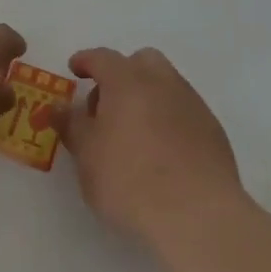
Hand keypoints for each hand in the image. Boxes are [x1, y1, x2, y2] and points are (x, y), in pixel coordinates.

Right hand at [57, 47, 251, 259]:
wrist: (197, 214)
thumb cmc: (130, 180)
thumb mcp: (87, 156)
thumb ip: (72, 125)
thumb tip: (59, 106)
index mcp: (128, 81)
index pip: (102, 57)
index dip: (85, 61)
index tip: (75, 69)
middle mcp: (163, 82)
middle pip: (141, 61)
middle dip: (121, 73)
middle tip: (106, 104)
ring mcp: (192, 103)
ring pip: (165, 83)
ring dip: (146, 95)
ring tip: (132, 131)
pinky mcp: (212, 128)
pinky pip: (183, 109)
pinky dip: (167, 117)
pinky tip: (160, 149)